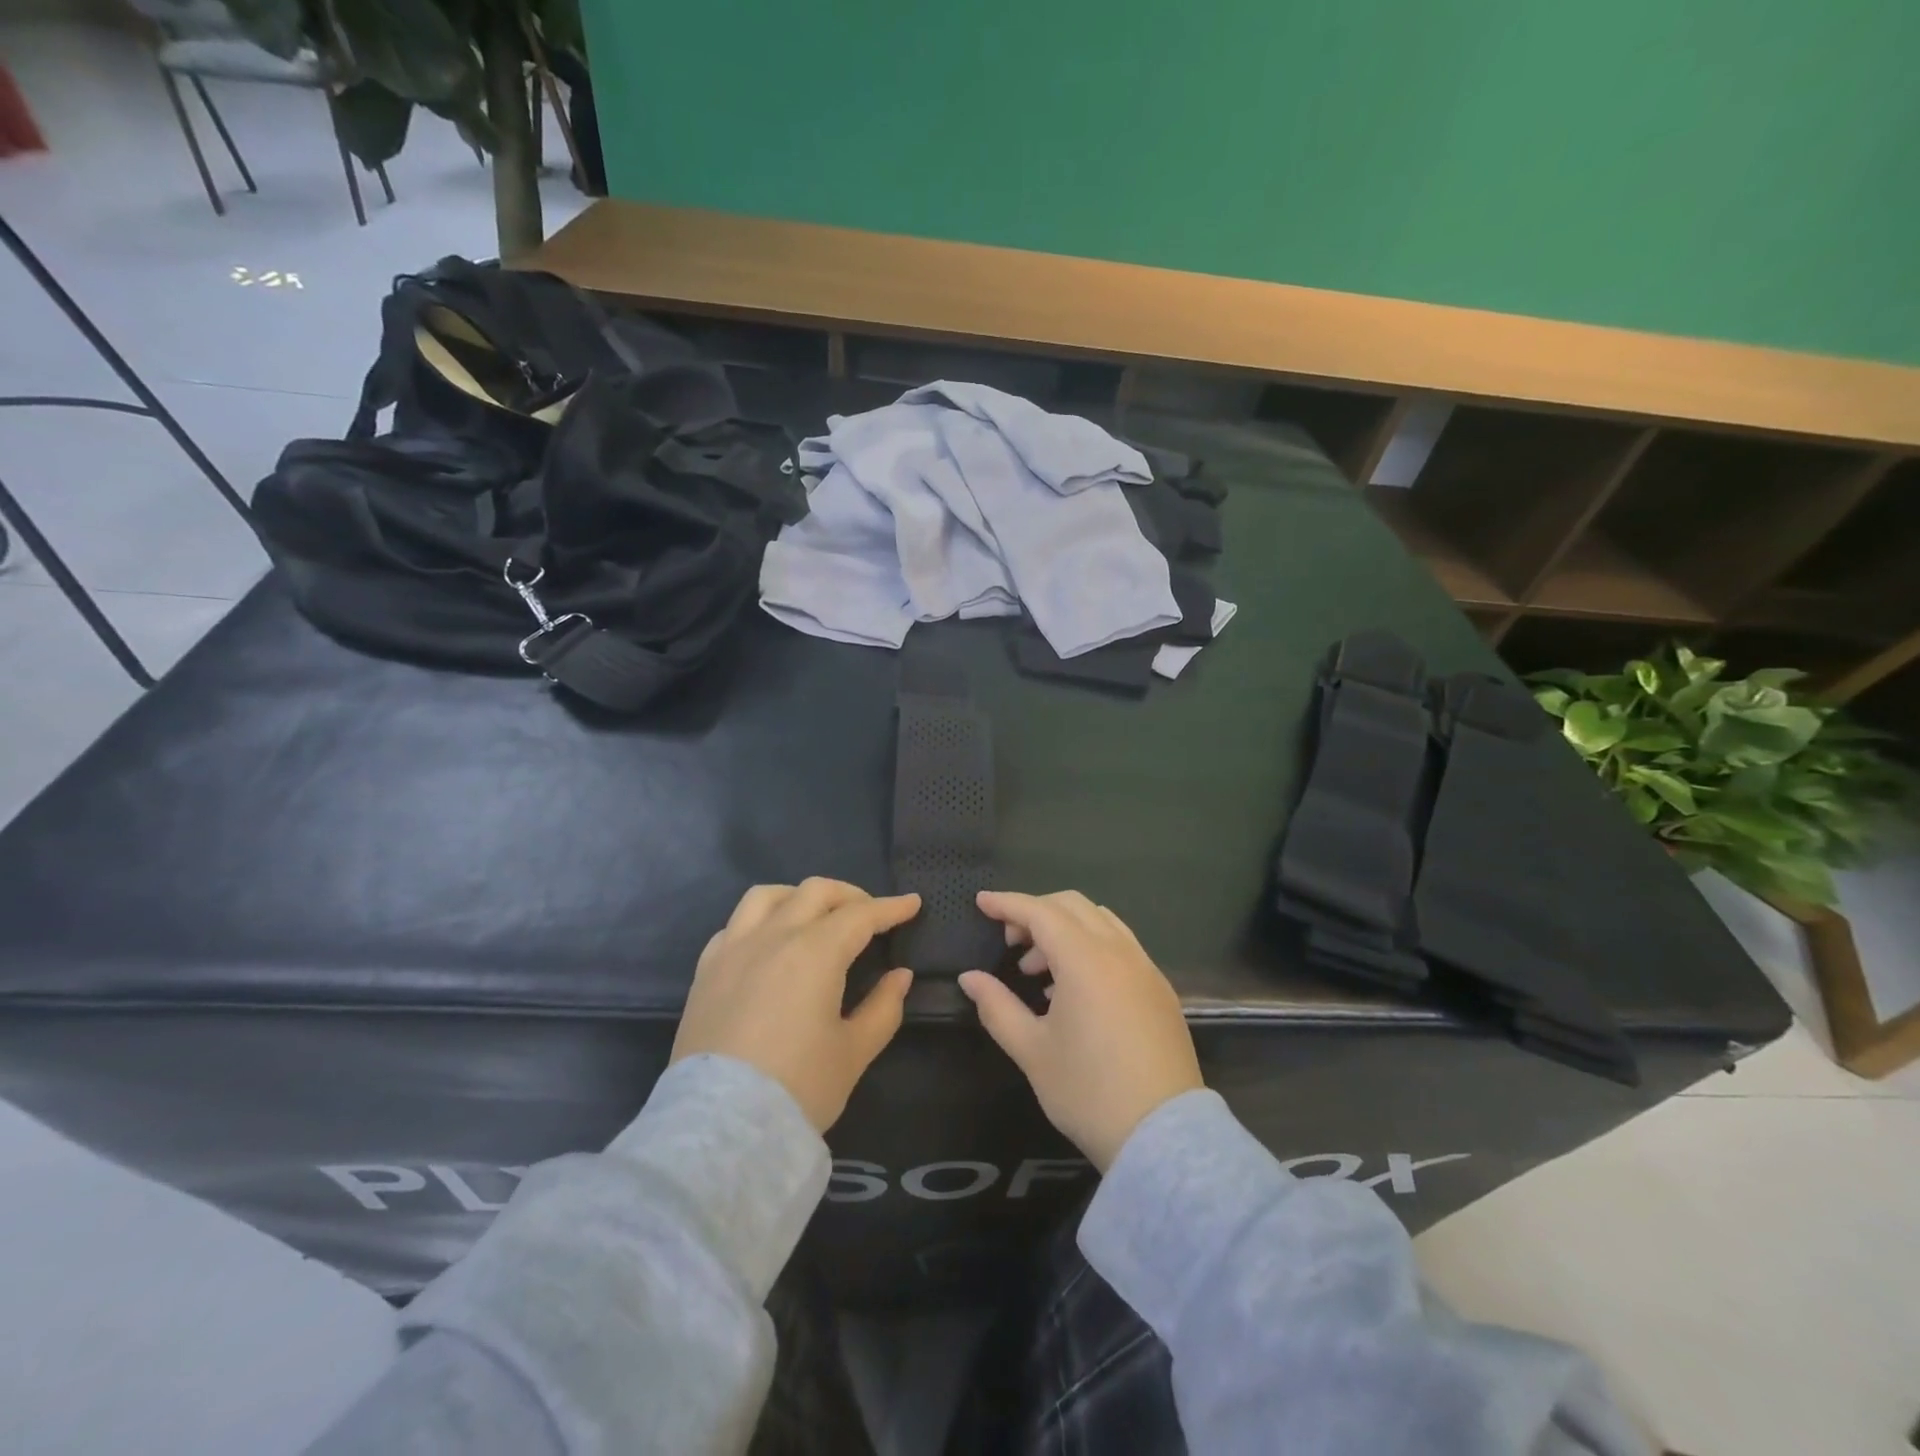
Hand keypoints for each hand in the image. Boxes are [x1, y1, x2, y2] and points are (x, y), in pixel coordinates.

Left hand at [672, 880, 919, 1132]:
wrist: (721, 1129)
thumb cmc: (798, 1088)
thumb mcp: (854, 1052)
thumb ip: (883, 1007)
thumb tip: (900, 975)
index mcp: (815, 952)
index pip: (861, 915)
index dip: (891, 907)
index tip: (912, 903)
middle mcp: (773, 937)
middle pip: (815, 892)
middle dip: (850, 895)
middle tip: (870, 914)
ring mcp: (733, 950)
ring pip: (767, 896)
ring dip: (799, 896)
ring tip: (815, 916)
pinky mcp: (706, 971)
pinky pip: (735, 925)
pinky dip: (760, 921)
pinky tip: (768, 942)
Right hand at [957, 891, 1201, 1171]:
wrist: (1163, 1136)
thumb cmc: (1088, 1091)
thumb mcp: (1032, 1051)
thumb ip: (997, 1006)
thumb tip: (970, 978)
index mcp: (1085, 960)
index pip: (1040, 912)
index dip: (1008, 903)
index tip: (981, 902)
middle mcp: (1119, 951)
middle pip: (1072, 906)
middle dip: (1035, 912)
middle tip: (1009, 942)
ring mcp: (1145, 967)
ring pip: (1100, 920)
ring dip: (1065, 928)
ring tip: (1039, 970)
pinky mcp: (1160, 988)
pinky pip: (1120, 944)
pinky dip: (1091, 945)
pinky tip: (1074, 987)